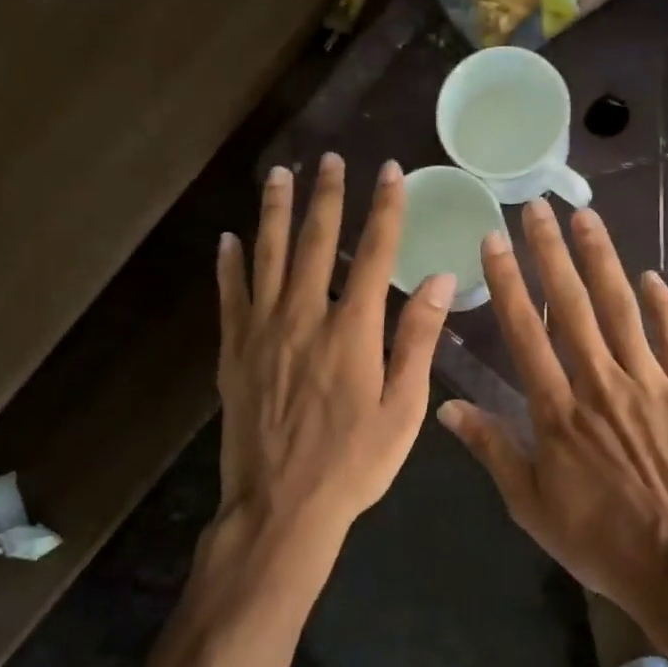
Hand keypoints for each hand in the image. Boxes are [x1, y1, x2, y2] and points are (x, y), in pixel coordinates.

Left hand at [215, 154, 454, 593]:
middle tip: (329, 158)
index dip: (384, 208)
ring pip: (268, 256)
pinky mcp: (233, 352)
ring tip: (279, 175)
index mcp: (352, 330)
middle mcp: (304, 317)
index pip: (373, 252)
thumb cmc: (353, 464)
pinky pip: (230, 296)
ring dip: (275, 212)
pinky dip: (230, 264)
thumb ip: (417, 340)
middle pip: (316, 242)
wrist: (281, 507)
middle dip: (326, 196)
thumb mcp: (402, 409)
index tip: (388, 171)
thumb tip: (438, 279)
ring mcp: (262, 332)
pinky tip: (229, 238)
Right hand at [437, 201, 667, 623]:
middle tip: (537, 206)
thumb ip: (492, 450)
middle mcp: (599, 382)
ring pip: (620, 308)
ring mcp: (649, 382)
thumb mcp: (532, 505)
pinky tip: (650, 276)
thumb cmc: (601, 541)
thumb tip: (448, 408)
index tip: (494, 239)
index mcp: (557, 410)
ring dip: (601, 260)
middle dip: (550, 251)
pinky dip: (662, 305)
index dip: (507, 281)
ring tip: (585, 218)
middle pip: (572, 304)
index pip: (525, 331)